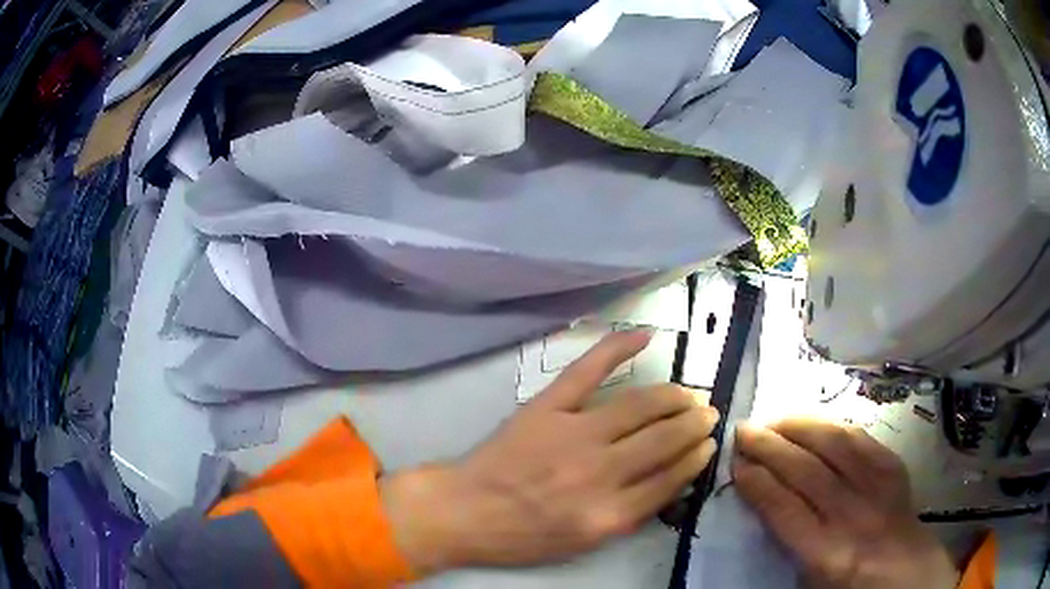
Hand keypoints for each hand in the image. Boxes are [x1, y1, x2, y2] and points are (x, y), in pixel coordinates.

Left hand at [381, 330, 719, 574]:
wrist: (466, 511)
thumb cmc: (524, 535)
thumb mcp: (584, 543)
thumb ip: (630, 515)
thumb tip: (671, 482)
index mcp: (610, 513)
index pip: (671, 478)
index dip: (695, 458)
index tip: (708, 446)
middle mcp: (600, 472)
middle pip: (664, 439)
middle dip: (694, 424)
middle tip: (707, 415)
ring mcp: (574, 433)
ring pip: (640, 405)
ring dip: (673, 397)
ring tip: (688, 395)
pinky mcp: (547, 407)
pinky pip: (588, 371)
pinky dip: (616, 348)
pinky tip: (645, 336)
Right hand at [734, 419, 958, 588]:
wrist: (905, 572)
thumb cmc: (850, 585)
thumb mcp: (812, 578)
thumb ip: (790, 538)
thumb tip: (765, 495)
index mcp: (828, 554)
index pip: (785, 510)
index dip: (758, 483)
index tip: (737, 465)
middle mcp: (853, 515)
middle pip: (807, 471)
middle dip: (771, 447)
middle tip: (744, 430)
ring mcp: (878, 487)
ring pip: (835, 445)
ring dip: (800, 427)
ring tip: (775, 419)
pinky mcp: (894, 468)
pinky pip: (862, 439)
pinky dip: (834, 427)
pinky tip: (816, 423)